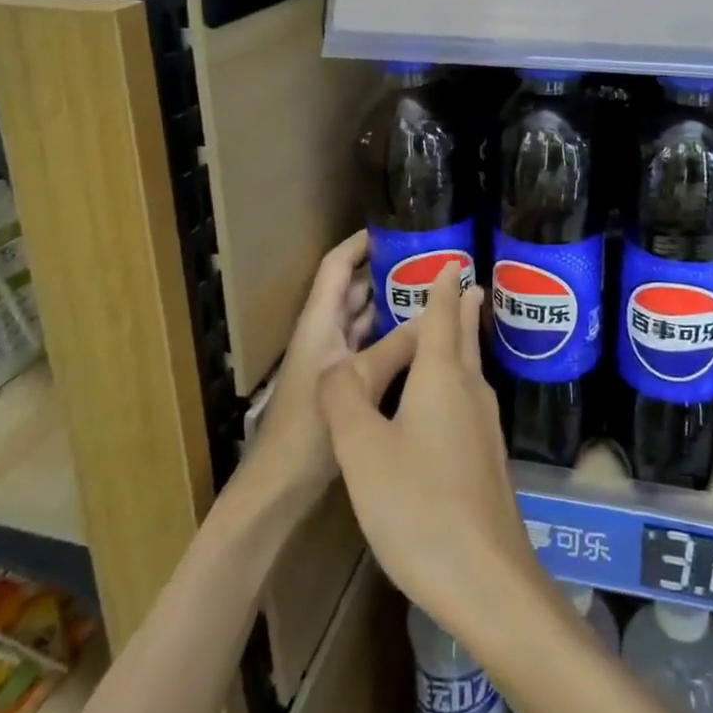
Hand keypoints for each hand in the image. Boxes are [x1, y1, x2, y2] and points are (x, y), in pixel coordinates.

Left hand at [246, 231, 417, 510]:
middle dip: (385, 270)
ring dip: (389, 302)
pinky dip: (389, 333)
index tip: (394, 228)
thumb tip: (434, 317)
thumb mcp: (356, 381)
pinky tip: (418, 335)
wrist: (278, 484)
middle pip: (353, 287)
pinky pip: (368, 343)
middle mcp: (324, 331)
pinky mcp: (342, 379)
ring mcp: (331, 356)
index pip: (337, 266)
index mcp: (319, 321)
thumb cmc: (307, 427)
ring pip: (363, 316)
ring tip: (429, 289)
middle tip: (427, 260)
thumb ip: (395, 348)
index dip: (360, 243)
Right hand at [319, 261, 539, 628]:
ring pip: (470, 370)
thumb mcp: (362, 450)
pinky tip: (451, 401)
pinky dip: (459, 380)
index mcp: (440, 378)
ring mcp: (484, 427)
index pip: (441, 317)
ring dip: (463, 343)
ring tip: (457, 329)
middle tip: (467, 282)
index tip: (452, 262)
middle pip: (464, 339)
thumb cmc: (417, 505)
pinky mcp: (488, 460)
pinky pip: (471, 400)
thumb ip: (344, 399)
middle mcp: (469, 392)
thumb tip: (334, 361)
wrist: (485, 578)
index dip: (442, 288)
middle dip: (462, 309)